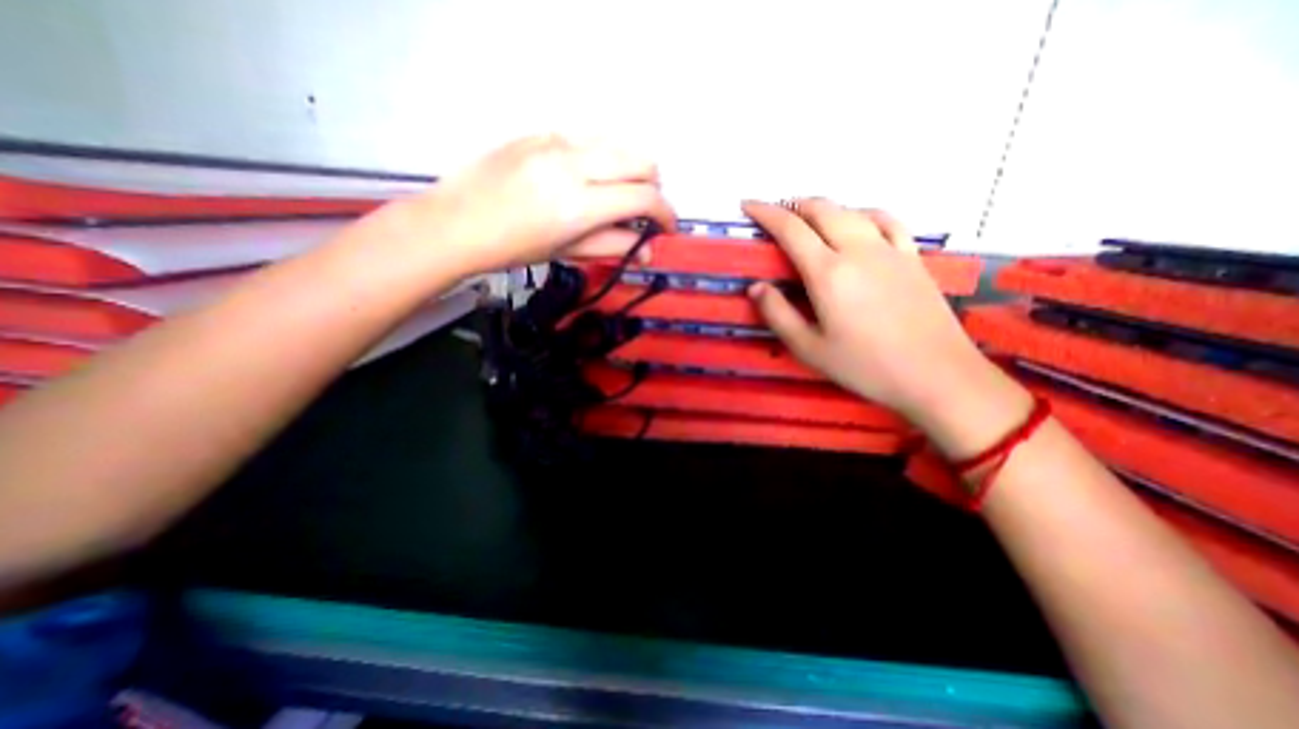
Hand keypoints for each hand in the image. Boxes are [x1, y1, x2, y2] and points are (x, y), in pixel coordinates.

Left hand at [397, 135, 679, 276]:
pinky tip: (589, 177)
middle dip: (654, 187)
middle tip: (644, 211)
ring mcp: (557, 140)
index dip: (666, 213)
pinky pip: (591, 137)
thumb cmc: (514, 248)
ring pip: (620, 141)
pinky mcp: (542, 130)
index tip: (668, 228)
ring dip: (632, 168)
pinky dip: (604, 157)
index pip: (644, 197)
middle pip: (642, 160)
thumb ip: (613, 248)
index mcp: (580, 203)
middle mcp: (575, 163)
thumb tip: (648, 251)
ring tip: (619, 193)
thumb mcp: (567, 252)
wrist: (457, 222)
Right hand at [742, 199, 996, 421]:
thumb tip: (756, 288)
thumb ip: (778, 314)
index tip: (748, 205)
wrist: (935, 374)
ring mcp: (889, 250)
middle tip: (775, 214)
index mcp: (828, 272)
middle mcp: (857, 250)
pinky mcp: (912, 257)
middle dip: (793, 205)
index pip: (790, 229)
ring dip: (824, 208)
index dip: (766, 213)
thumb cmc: (864, 366)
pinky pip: (886, 220)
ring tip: (808, 218)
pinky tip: (858, 222)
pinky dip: (863, 214)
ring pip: (852, 211)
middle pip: (822, 210)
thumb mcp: (808, 348)